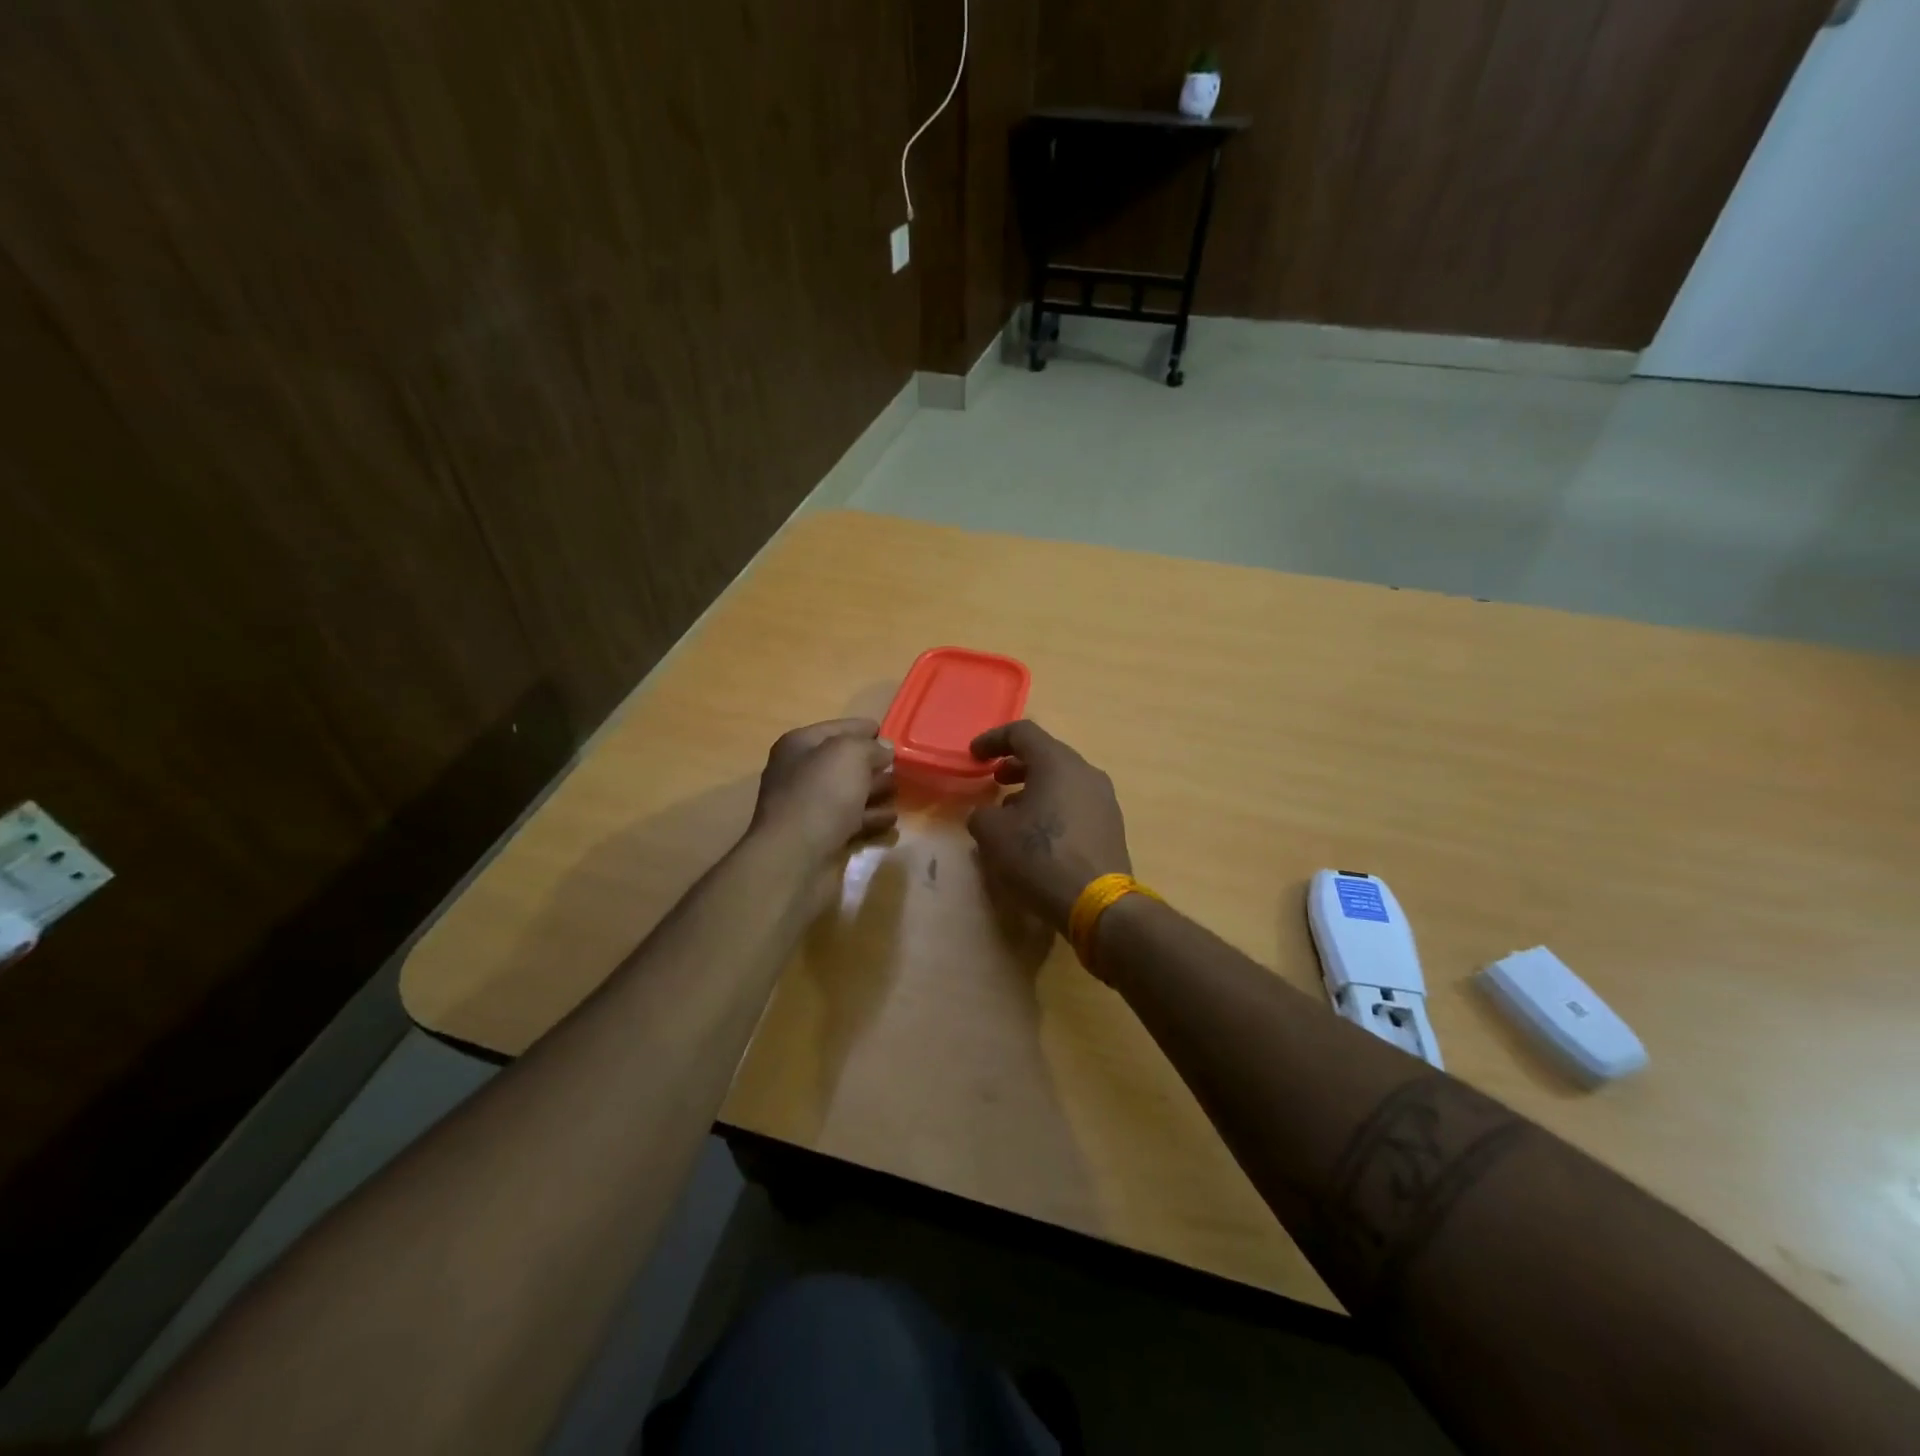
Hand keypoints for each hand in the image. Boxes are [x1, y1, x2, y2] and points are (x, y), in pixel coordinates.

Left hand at [750, 718, 896, 858]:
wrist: (795, 857)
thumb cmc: (821, 794)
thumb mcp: (849, 754)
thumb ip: (870, 746)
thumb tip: (883, 749)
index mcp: (799, 746)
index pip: (836, 728)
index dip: (862, 728)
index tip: (889, 733)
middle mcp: (800, 774)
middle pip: (843, 763)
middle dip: (872, 763)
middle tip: (901, 765)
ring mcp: (809, 807)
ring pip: (849, 793)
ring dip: (875, 791)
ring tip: (900, 791)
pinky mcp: (821, 837)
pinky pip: (852, 821)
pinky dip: (871, 818)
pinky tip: (891, 819)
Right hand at [966, 720, 1131, 931]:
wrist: (1097, 902)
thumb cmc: (1040, 857)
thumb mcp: (993, 834)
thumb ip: (982, 814)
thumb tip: (988, 815)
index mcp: (1057, 762)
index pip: (1023, 732)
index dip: (993, 739)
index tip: (974, 755)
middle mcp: (1085, 772)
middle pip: (1047, 754)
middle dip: (1016, 764)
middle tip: (994, 779)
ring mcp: (1104, 798)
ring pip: (1063, 780)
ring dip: (1035, 788)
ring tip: (1013, 811)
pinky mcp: (1111, 825)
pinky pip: (1076, 803)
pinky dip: (1053, 807)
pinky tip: (1039, 833)